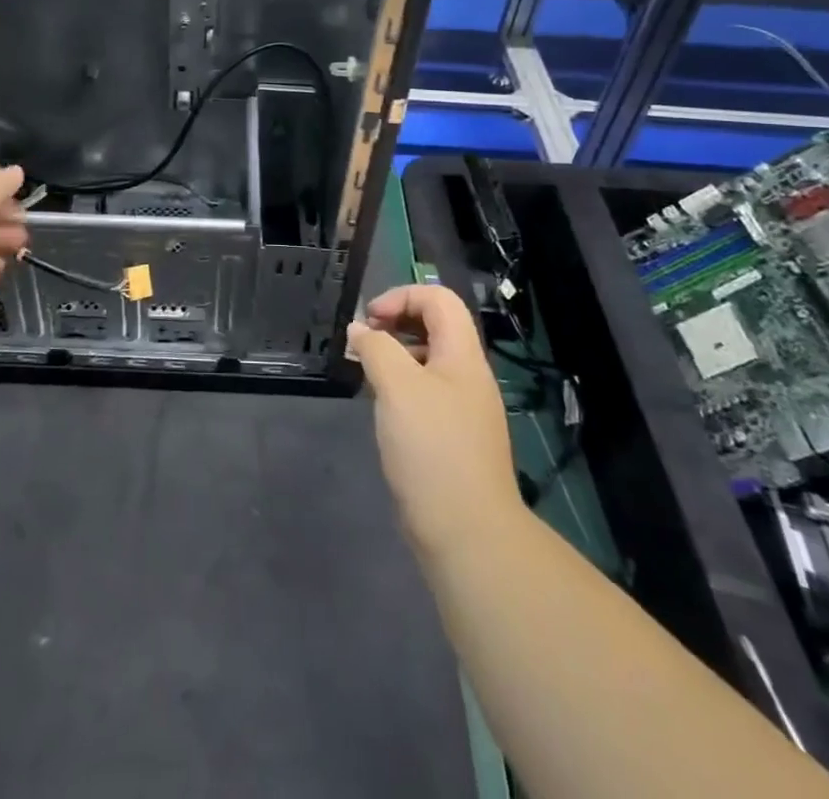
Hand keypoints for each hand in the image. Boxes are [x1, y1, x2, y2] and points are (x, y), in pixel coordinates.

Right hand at [346, 285, 524, 556]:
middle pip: (435, 326)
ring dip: (395, 356)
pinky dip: (400, 388)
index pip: (439, 299)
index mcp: (463, 355)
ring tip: (366, 374)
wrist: (467, 532)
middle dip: (396, 324)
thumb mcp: (397, 387)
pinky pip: (426, 393)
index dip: (401, 297)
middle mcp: (468, 376)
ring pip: (428, 361)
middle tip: (363, 344)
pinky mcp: (454, 437)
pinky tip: (382, 409)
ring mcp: (464, 408)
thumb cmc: (432, 448)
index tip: (369, 320)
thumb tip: (360, 331)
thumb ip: (376, 348)